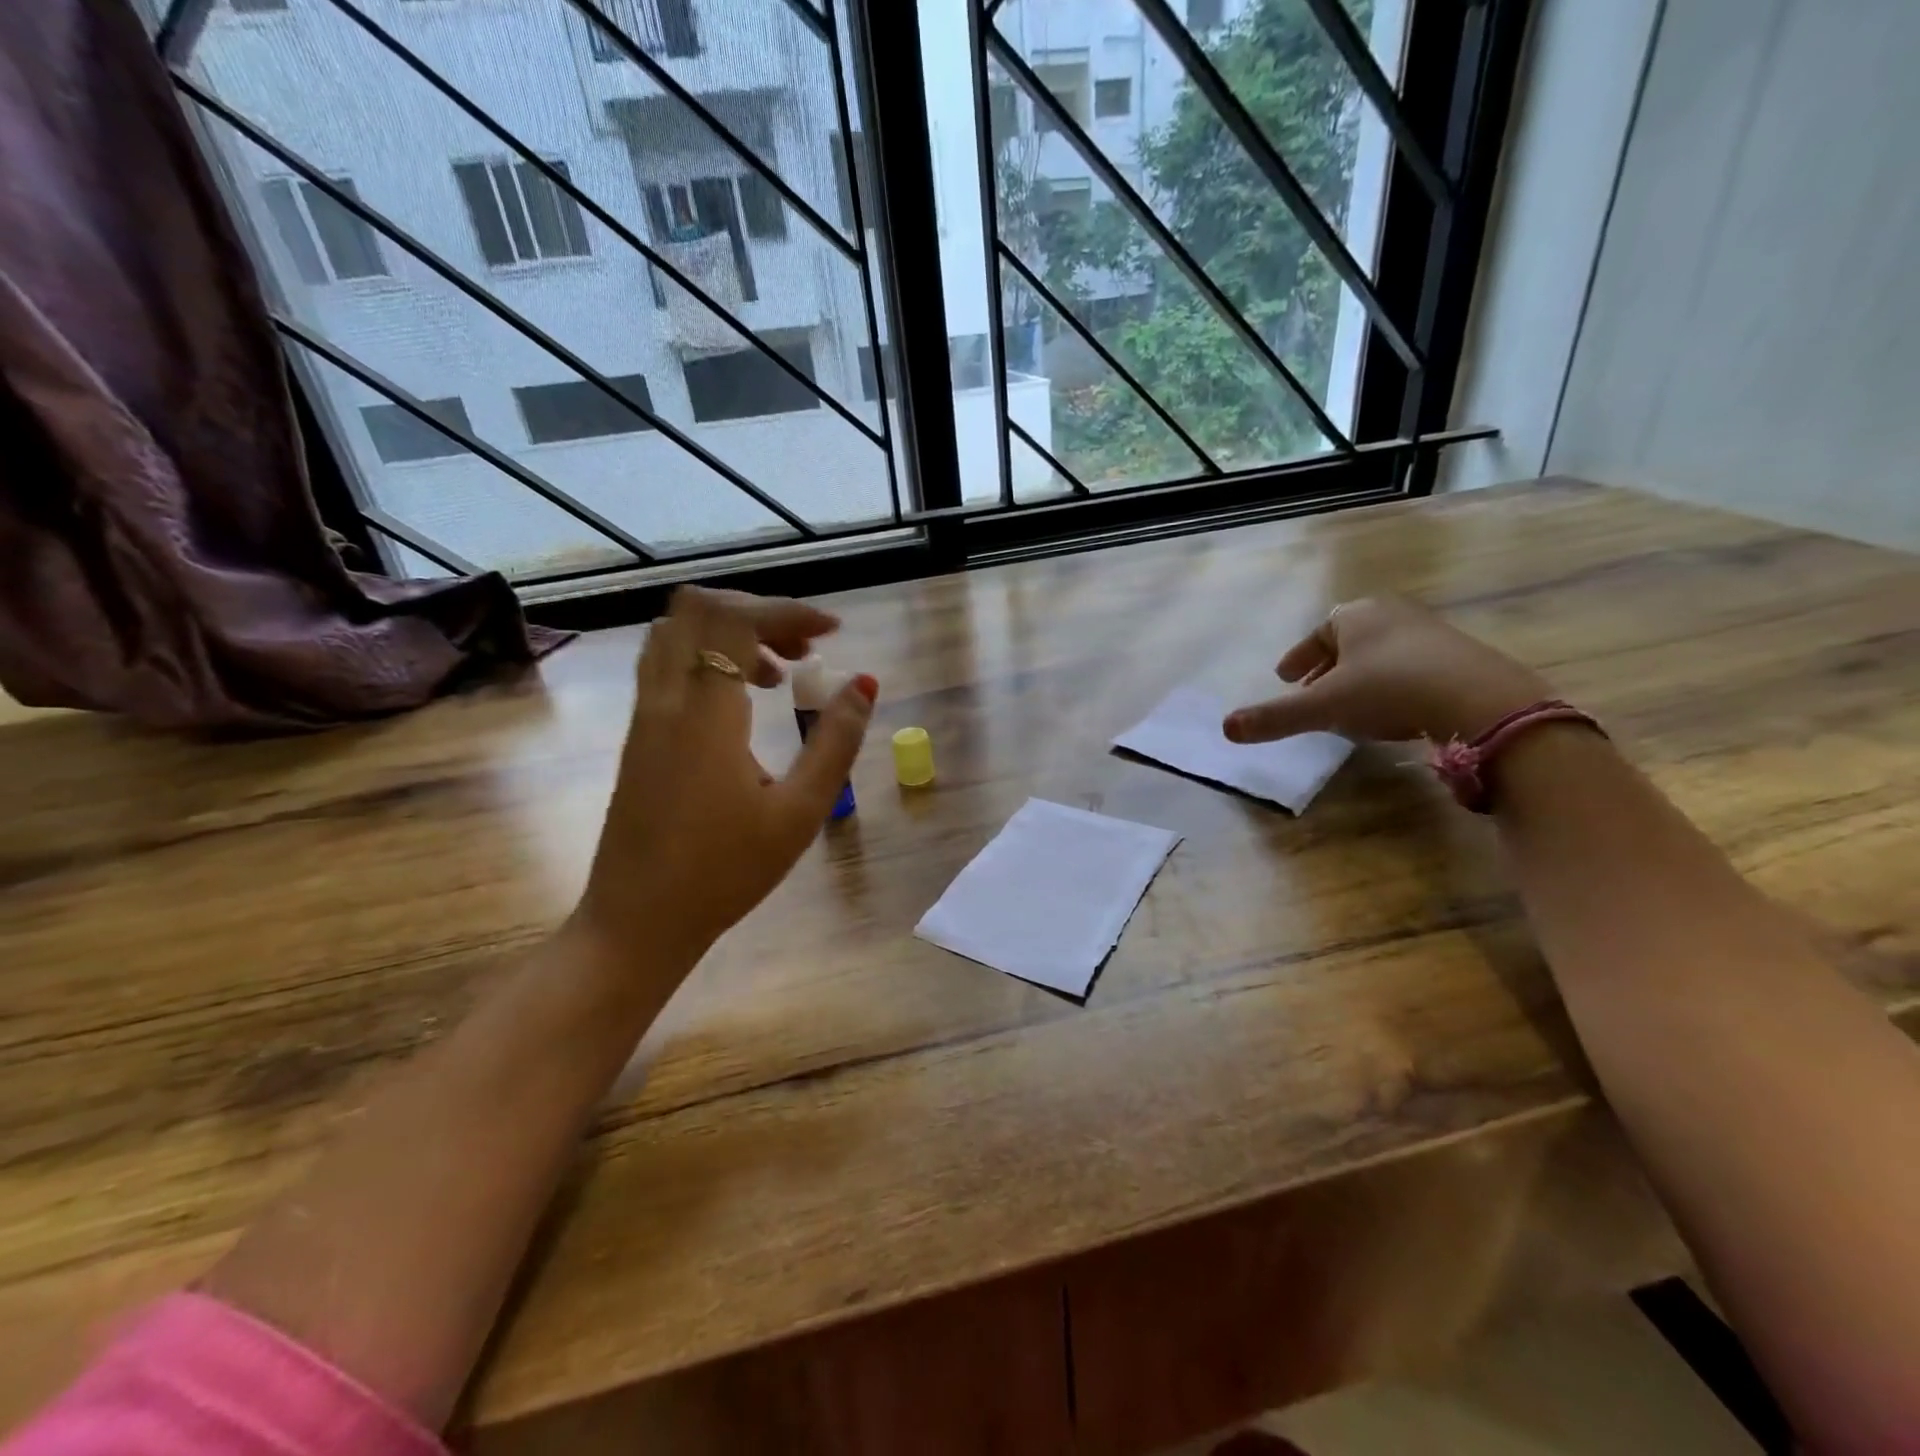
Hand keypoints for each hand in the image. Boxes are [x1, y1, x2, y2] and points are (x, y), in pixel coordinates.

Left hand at [576, 586, 876, 972]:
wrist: (637, 921)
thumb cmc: (724, 873)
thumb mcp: (798, 813)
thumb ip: (835, 743)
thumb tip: (864, 685)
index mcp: (705, 715)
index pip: (737, 620)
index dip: (789, 611)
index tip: (832, 631)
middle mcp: (665, 700)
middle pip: (698, 609)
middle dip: (758, 611)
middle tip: (804, 649)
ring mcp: (644, 715)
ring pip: (676, 632)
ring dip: (729, 632)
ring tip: (778, 672)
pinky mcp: (638, 734)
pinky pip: (667, 663)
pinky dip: (708, 657)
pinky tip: (742, 701)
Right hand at [1223, 596, 1549, 745]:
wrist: (1483, 702)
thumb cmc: (1390, 691)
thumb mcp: (1323, 707)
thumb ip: (1274, 717)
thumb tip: (1224, 728)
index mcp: (1357, 615)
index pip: (1319, 631)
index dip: (1298, 656)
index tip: (1284, 678)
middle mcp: (1394, 615)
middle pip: (1350, 640)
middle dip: (1328, 666)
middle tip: (1311, 692)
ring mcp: (1433, 634)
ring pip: (1382, 654)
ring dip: (1360, 677)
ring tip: (1348, 707)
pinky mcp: (1463, 658)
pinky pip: (1412, 667)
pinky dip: (1392, 686)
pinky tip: (1392, 713)